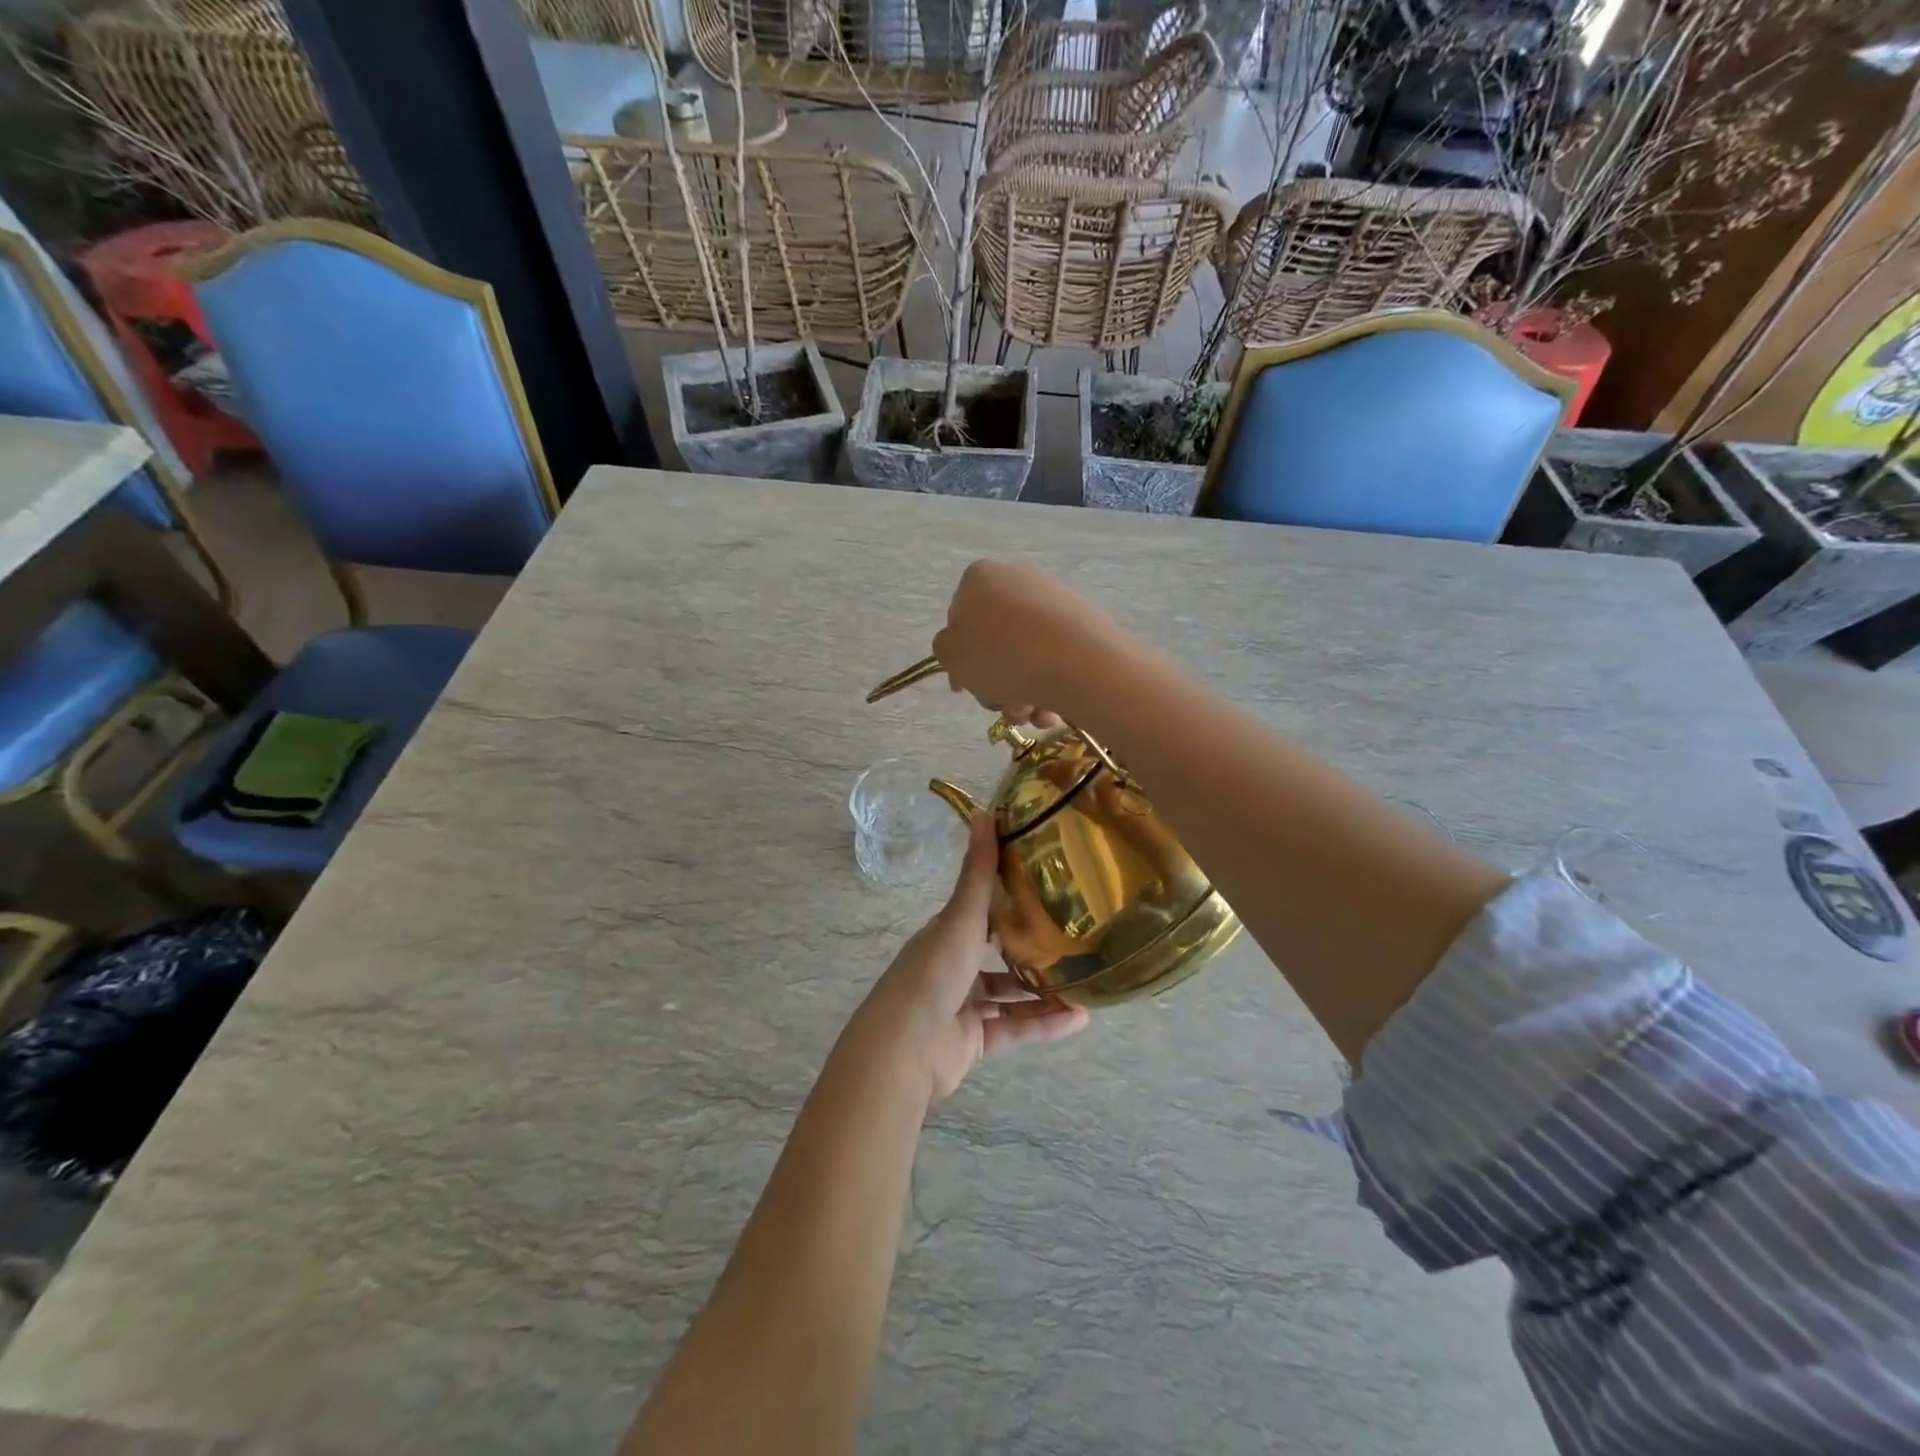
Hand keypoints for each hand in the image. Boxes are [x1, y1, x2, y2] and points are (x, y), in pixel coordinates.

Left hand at [849, 814, 1088, 1107]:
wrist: (902, 1051)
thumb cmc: (931, 974)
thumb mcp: (959, 918)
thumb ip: (978, 872)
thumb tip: (986, 811)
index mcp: (947, 934)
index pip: (982, 910)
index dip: (1011, 898)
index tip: (1051, 887)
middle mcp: (954, 966)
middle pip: (998, 954)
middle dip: (1033, 948)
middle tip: (1076, 937)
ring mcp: (964, 1006)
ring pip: (1011, 995)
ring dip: (1044, 989)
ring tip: (1085, 980)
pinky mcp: (975, 1041)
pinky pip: (1016, 1029)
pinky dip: (1045, 1024)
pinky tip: (1080, 1018)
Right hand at [932, 561, 1121, 728]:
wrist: (1079, 662)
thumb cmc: (1003, 656)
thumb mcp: (953, 656)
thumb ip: (945, 649)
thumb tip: (960, 648)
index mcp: (979, 579)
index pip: (958, 620)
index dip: (958, 659)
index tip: (964, 688)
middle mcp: (1017, 578)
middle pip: (993, 640)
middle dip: (993, 680)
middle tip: (1000, 706)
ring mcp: (1054, 599)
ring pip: (1024, 654)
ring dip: (1020, 691)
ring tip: (1030, 714)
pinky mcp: (1083, 621)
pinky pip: (1054, 656)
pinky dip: (1048, 683)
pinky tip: (1051, 708)